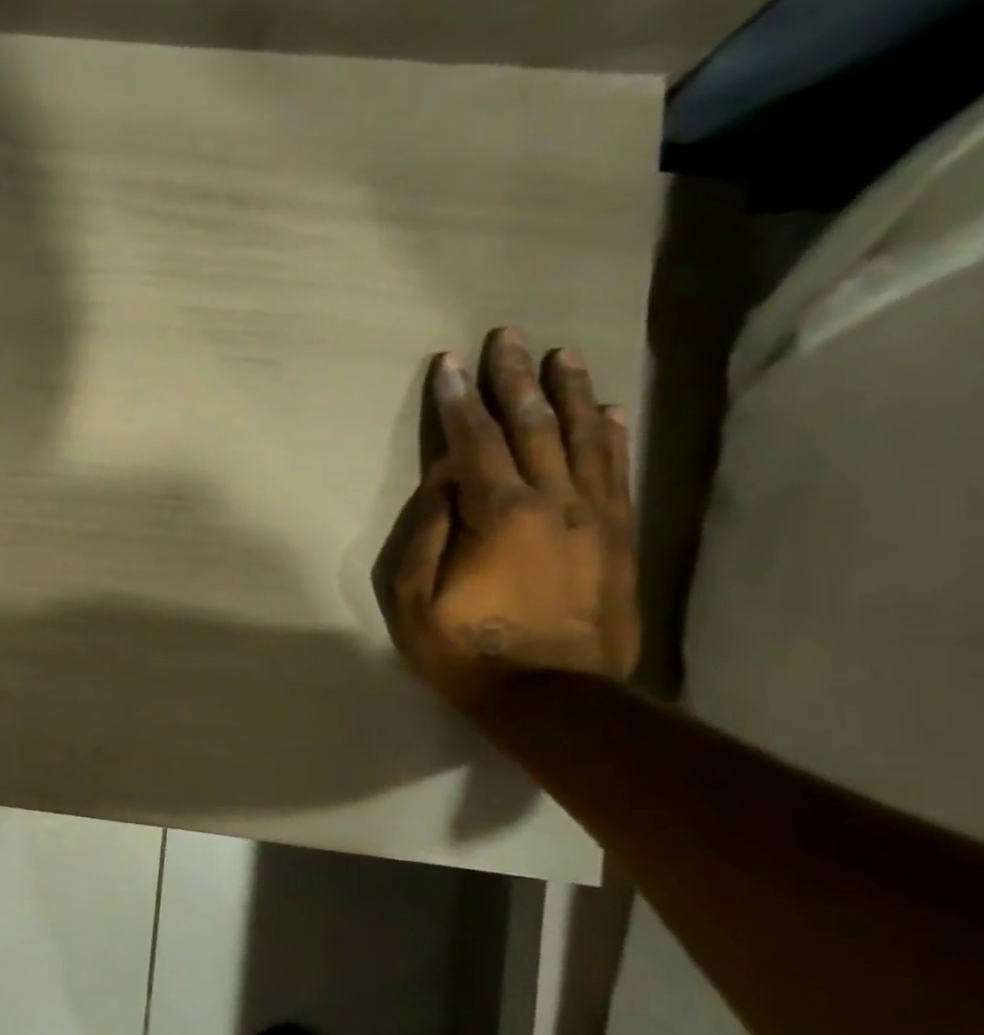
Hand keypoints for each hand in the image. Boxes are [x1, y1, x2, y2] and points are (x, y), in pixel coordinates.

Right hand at [375, 328, 637, 707]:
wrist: (552, 698)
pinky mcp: (619, 537)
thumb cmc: (465, 651)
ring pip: (583, 438)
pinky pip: (617, 472)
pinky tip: (606, 411)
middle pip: (533, 425)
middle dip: (516, 379)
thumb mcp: (415, 599)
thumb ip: (427, 531)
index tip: (449, 362)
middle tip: (508, 336)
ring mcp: (594, 517)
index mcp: (499, 514)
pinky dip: (610, 436)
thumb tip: (444, 478)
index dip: (458, 400)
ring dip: (569, 392)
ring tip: (561, 355)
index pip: (475, 441)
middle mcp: (553, 501)